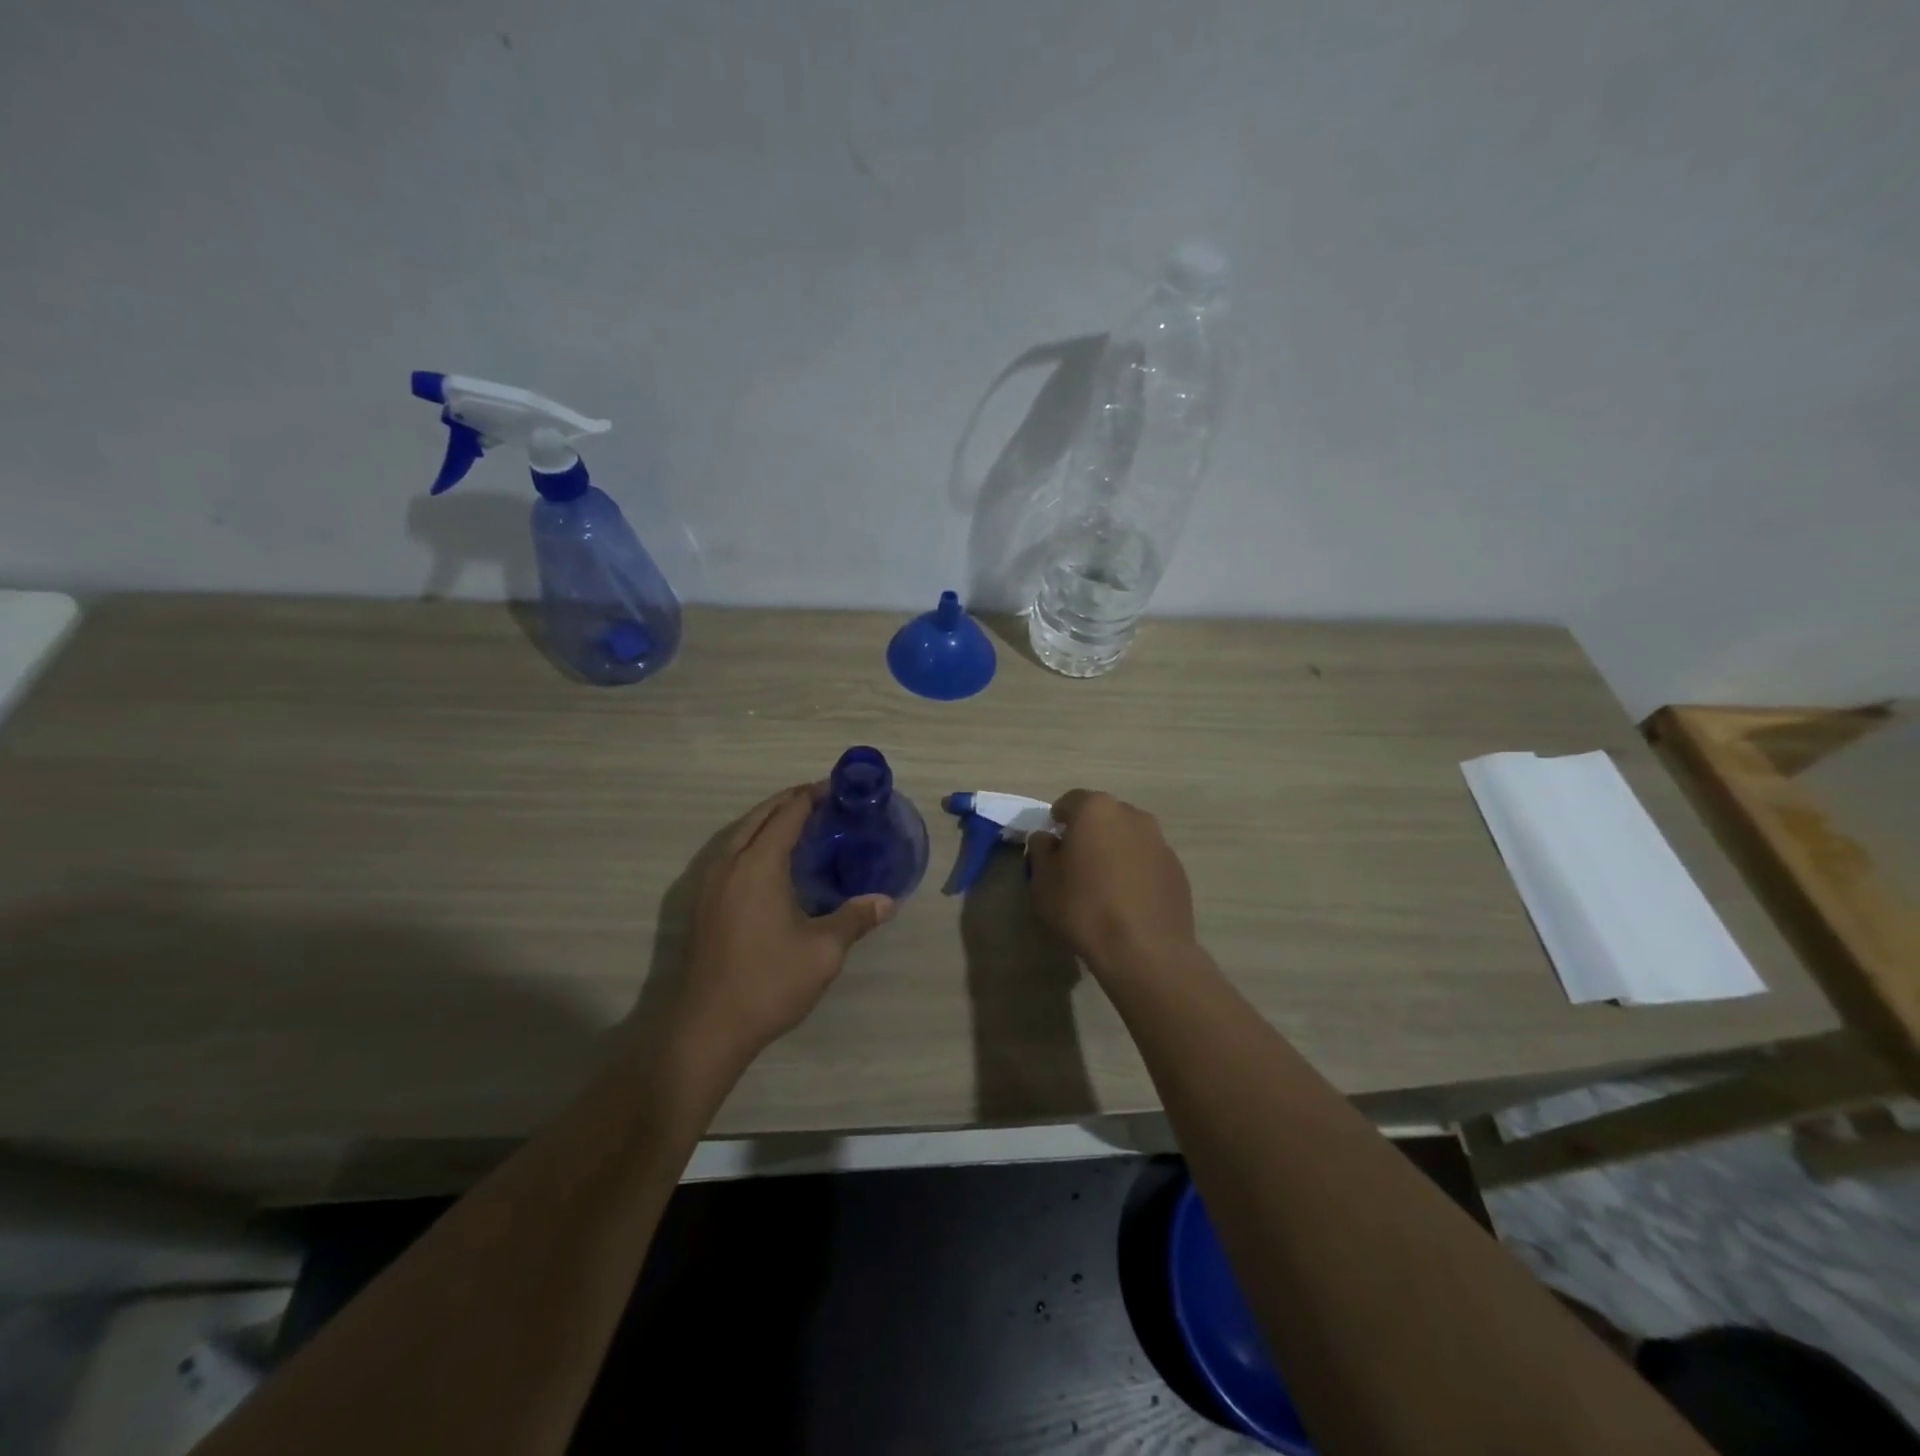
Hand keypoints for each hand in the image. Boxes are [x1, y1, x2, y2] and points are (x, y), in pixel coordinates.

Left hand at [675, 784, 893, 1062]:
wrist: (708, 1027)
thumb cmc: (769, 982)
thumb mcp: (824, 951)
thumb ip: (855, 918)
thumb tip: (887, 901)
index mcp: (758, 865)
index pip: (787, 814)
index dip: (812, 796)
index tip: (838, 789)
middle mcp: (729, 863)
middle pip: (760, 816)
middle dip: (790, 801)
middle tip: (824, 801)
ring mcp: (710, 883)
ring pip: (740, 833)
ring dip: (769, 820)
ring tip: (801, 824)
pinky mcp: (703, 903)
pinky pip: (731, 853)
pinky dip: (753, 841)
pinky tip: (773, 863)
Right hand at [1028, 790, 1197, 975]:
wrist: (1145, 950)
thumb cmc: (1085, 909)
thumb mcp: (1044, 882)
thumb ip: (1041, 850)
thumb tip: (1046, 838)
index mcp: (1096, 810)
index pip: (1069, 802)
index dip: (1057, 821)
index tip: (1052, 845)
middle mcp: (1132, 815)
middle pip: (1103, 816)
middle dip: (1088, 832)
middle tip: (1076, 863)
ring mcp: (1159, 841)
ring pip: (1128, 836)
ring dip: (1114, 850)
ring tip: (1104, 883)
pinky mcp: (1177, 868)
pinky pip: (1147, 859)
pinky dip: (1135, 869)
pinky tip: (1127, 899)